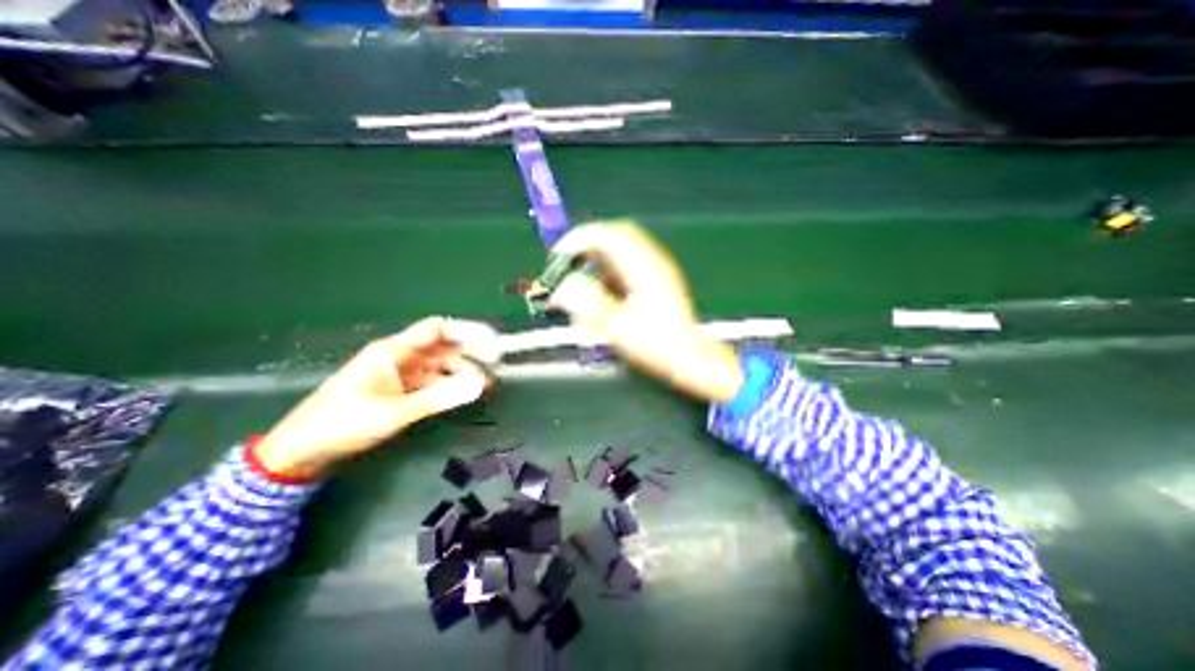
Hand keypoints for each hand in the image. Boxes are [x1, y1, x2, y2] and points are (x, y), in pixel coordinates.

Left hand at [251, 317, 495, 477]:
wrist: (301, 451)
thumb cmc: (343, 424)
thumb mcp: (394, 412)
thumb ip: (439, 397)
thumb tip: (479, 384)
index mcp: (393, 351)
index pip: (437, 329)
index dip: (467, 331)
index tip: (493, 343)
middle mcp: (400, 357)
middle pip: (443, 347)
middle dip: (471, 354)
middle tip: (496, 367)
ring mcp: (401, 374)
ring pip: (440, 365)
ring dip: (463, 372)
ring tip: (485, 384)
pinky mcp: (400, 389)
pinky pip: (433, 381)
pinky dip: (450, 385)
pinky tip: (465, 393)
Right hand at [546, 222, 743, 403]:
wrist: (690, 359)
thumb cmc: (657, 346)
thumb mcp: (617, 326)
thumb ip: (588, 302)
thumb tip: (566, 285)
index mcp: (643, 268)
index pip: (606, 235)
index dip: (578, 240)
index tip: (558, 257)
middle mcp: (651, 262)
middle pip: (613, 239)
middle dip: (586, 252)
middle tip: (568, 270)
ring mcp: (656, 271)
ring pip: (618, 256)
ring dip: (597, 270)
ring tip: (584, 294)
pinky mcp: (657, 283)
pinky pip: (627, 270)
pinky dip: (609, 281)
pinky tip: (602, 304)